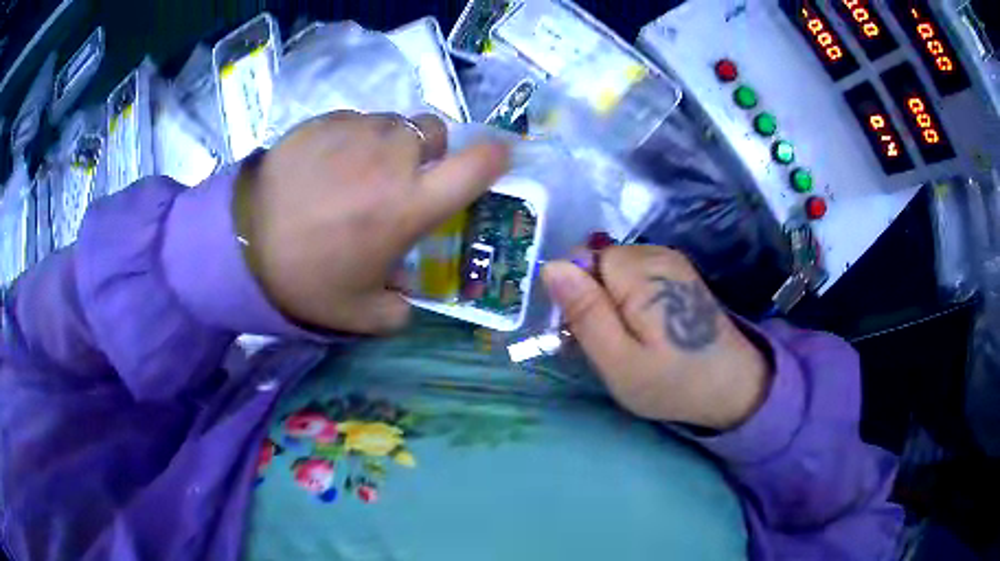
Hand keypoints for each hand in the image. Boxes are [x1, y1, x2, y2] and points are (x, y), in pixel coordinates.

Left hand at [235, 111, 509, 333]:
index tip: (494, 162)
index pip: (478, 165)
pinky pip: (357, 121)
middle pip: (435, 132)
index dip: (496, 158)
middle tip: (405, 177)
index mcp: (410, 204)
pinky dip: (355, 138)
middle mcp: (392, 157)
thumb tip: (406, 290)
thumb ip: (398, 308)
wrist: (239, 244)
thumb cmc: (305, 279)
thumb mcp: (360, 314)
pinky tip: (328, 164)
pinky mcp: (323, 121)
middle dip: (431, 152)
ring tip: (360, 171)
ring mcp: (356, 132)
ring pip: (395, 123)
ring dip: (391, 143)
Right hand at [542, 246, 770, 430]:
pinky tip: (647, 328)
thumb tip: (551, 267)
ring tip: (630, 339)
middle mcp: (656, 254)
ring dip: (611, 301)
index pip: (581, 259)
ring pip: (615, 270)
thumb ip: (585, 313)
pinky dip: (630, 300)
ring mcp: (671, 261)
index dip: (576, 295)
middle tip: (610, 343)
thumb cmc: (672, 382)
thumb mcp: (618, 361)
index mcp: (639, 273)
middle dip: (593, 298)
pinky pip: (635, 276)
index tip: (587, 332)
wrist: (732, 386)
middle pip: (598, 262)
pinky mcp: (678, 272)